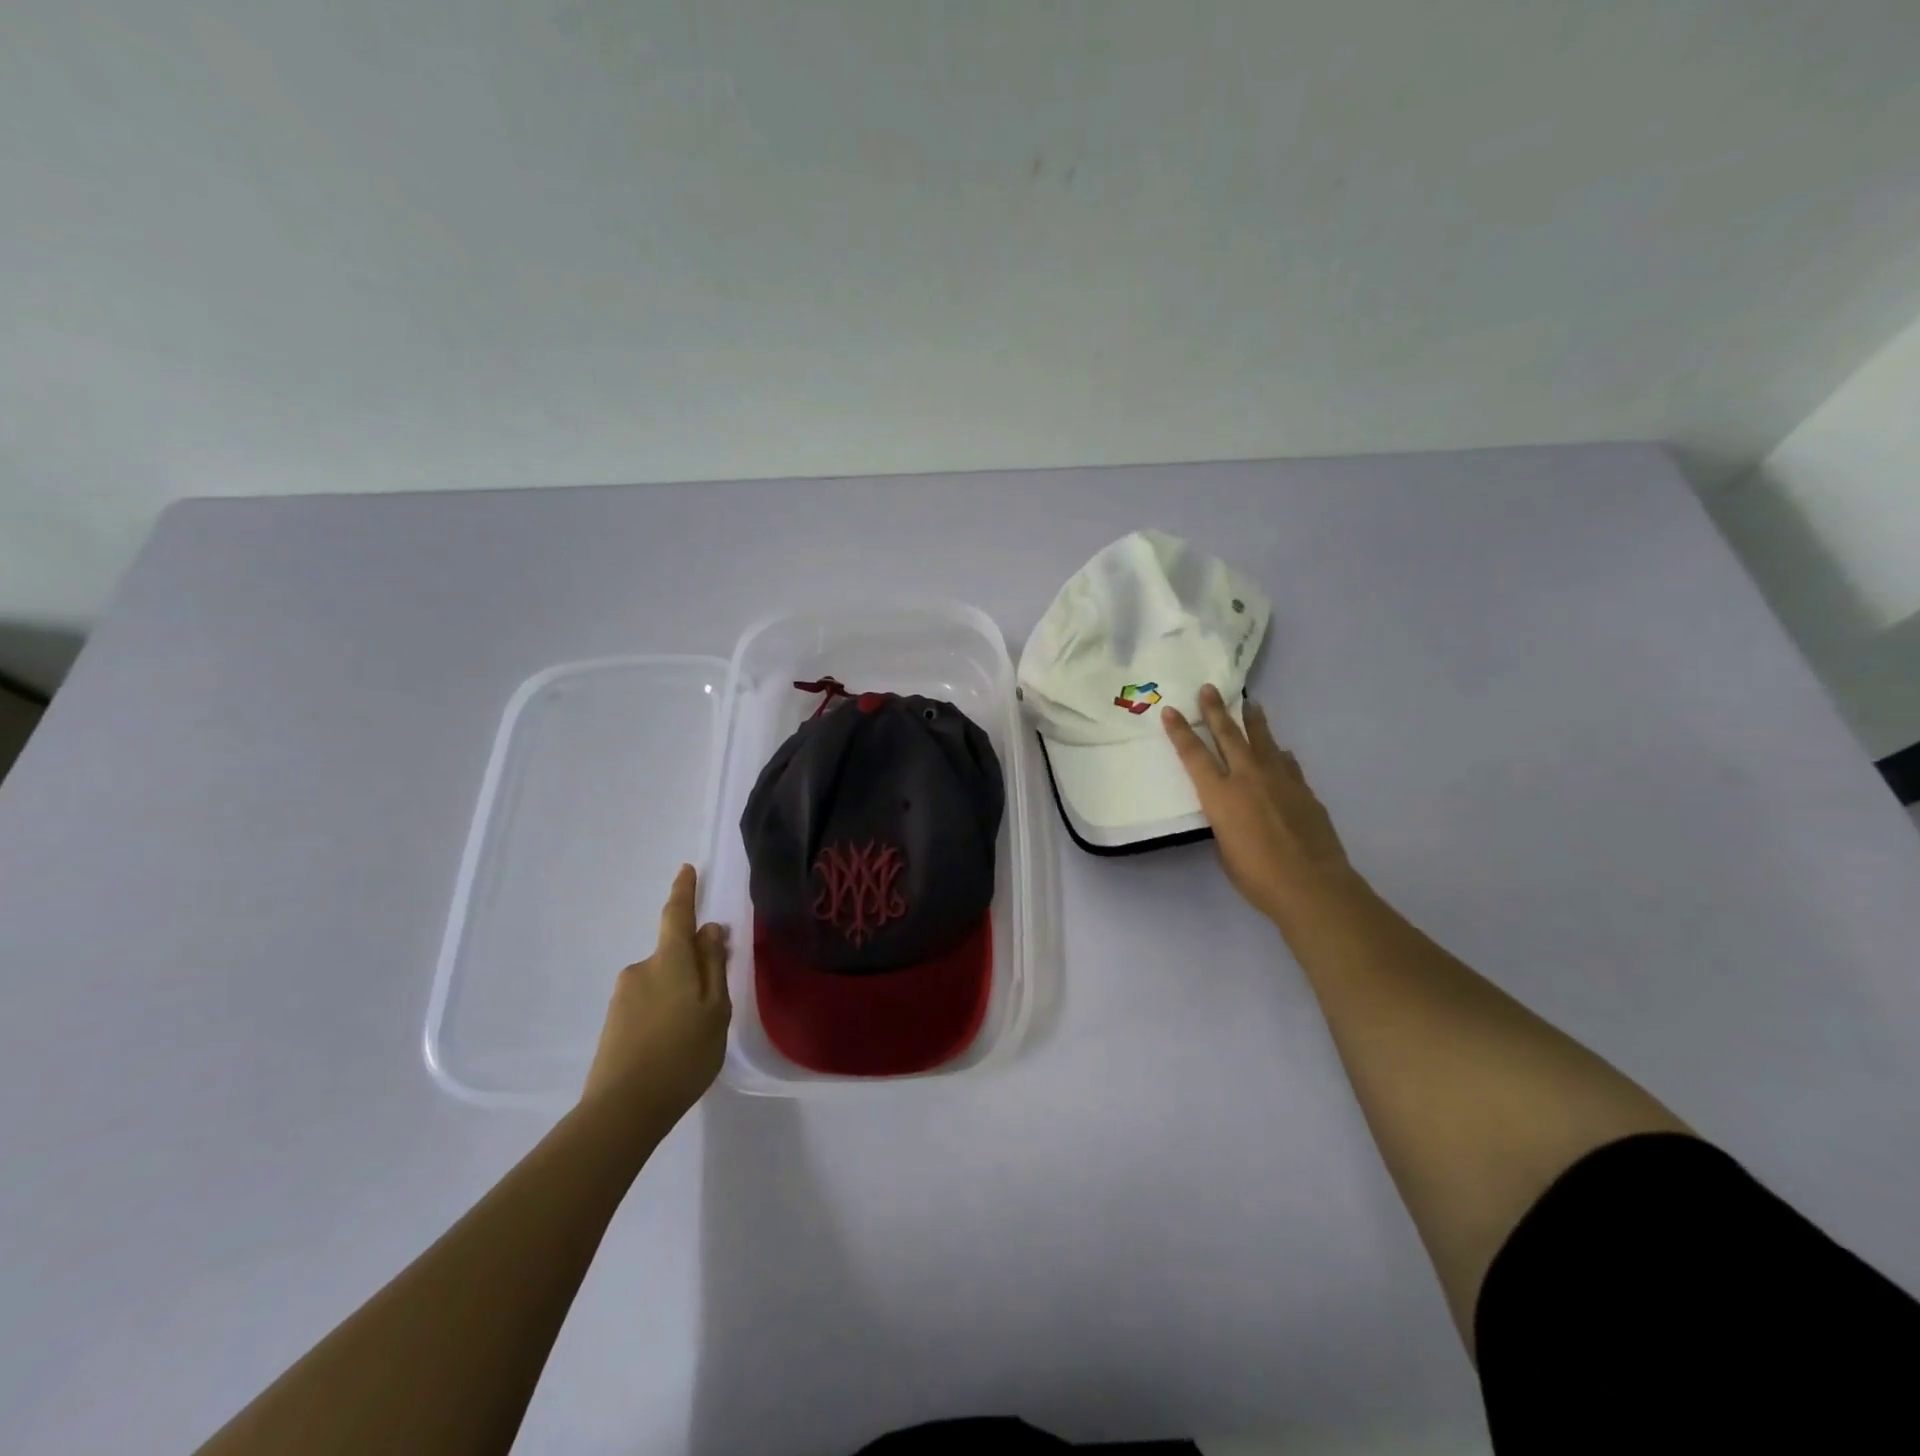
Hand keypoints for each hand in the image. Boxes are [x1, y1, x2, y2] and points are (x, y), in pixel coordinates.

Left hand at [583, 865, 731, 1116]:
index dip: (684, 891)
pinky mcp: (613, 1022)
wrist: (622, 1109)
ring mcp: (623, 996)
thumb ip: (714, 966)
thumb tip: (710, 929)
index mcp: (670, 960)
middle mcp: (641, 969)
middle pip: (673, 954)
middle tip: (712, 1002)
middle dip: (692, 966)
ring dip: (678, 995)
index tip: (687, 869)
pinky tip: (672, 1047)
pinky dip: (663, 1014)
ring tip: (694, 1035)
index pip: (677, 915)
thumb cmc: (683, 1054)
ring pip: (661, 982)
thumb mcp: (715, 1009)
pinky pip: (647, 1004)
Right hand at [1163, 684, 1354, 924]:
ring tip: (1249, 703)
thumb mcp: (1225, 849)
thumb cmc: (1256, 876)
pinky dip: (1279, 754)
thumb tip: (1234, 814)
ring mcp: (1280, 780)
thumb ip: (1225, 824)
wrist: (1311, 885)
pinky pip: (1287, 764)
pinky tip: (1281, 752)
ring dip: (1253, 721)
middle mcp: (1248, 778)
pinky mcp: (1304, 790)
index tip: (1171, 711)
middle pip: (1228, 735)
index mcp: (1220, 795)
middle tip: (1209, 689)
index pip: (1194, 755)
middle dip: (1215, 711)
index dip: (1180, 732)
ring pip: (1263, 741)